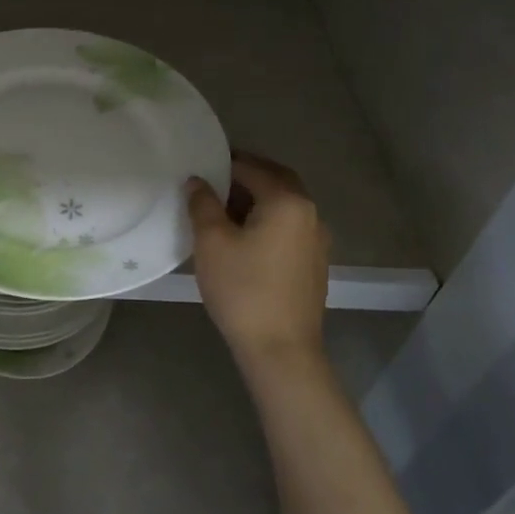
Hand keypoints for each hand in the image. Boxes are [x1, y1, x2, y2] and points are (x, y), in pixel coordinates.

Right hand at [187, 153, 329, 368]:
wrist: (281, 350)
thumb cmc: (243, 290)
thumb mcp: (212, 242)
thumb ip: (203, 204)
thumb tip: (197, 181)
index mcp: (287, 201)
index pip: (252, 168)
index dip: (224, 163)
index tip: (200, 165)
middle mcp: (309, 213)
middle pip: (276, 180)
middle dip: (246, 175)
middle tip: (214, 178)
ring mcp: (317, 239)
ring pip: (284, 204)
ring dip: (258, 197)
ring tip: (223, 207)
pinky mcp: (314, 263)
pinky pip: (289, 226)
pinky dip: (268, 218)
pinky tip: (244, 235)